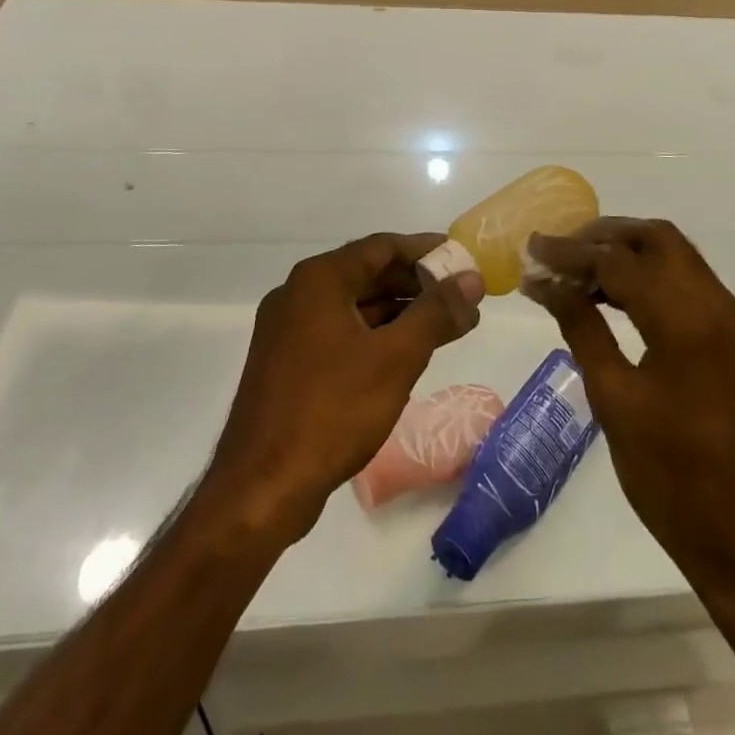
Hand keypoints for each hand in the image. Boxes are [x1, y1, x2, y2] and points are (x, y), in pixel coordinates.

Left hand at [208, 234, 483, 543]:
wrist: (261, 488)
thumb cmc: (332, 410)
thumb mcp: (395, 357)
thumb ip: (437, 312)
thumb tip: (472, 279)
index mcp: (319, 280)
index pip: (381, 246)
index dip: (426, 250)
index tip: (462, 258)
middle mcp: (299, 294)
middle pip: (367, 273)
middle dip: (416, 283)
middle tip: (460, 295)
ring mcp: (288, 330)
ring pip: (355, 306)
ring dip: (399, 312)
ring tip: (445, 325)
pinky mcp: (287, 364)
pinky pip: (340, 333)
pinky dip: (375, 336)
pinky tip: (406, 354)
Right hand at [525, 220, 734, 588]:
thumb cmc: (675, 478)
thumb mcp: (616, 401)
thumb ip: (582, 329)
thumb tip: (547, 283)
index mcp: (688, 320)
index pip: (620, 262)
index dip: (570, 253)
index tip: (530, 250)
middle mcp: (717, 304)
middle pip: (657, 239)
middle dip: (604, 236)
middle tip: (558, 252)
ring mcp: (730, 320)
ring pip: (674, 257)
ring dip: (626, 254)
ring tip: (575, 272)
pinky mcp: (732, 338)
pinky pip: (686, 284)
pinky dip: (647, 278)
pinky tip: (611, 298)